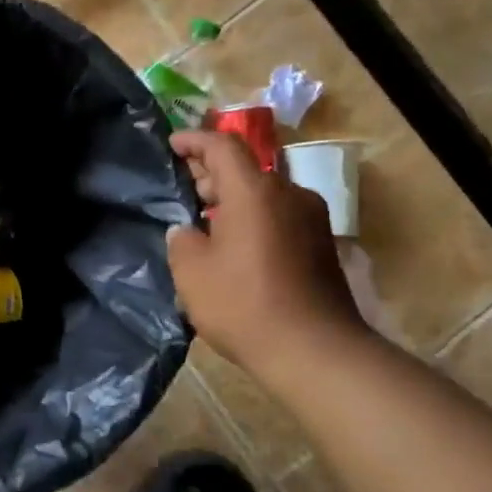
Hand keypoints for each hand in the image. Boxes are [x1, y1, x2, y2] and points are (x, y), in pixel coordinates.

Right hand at [167, 130, 366, 376]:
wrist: (314, 350)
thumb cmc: (244, 304)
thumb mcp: (192, 272)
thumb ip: (182, 240)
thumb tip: (186, 230)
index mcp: (254, 191)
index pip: (222, 146)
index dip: (194, 140)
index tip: (171, 144)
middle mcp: (288, 194)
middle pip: (245, 168)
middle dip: (211, 171)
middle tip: (182, 185)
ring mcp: (310, 219)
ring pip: (263, 193)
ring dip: (232, 198)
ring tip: (202, 217)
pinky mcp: (320, 244)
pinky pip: (278, 216)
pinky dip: (252, 217)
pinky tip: (231, 243)